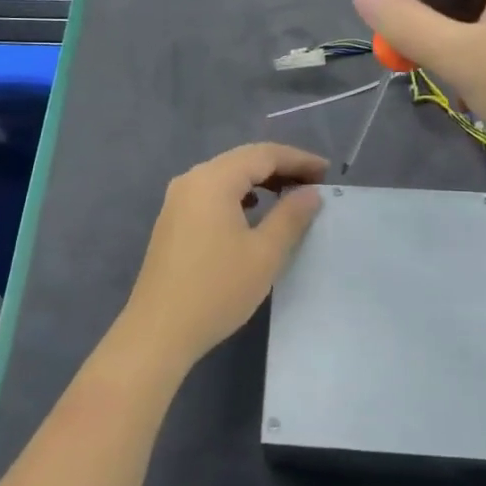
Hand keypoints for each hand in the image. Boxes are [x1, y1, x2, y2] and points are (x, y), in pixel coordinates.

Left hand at [114, 143, 326, 375]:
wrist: (159, 331)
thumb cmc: (217, 289)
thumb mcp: (264, 254)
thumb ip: (291, 216)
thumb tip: (310, 193)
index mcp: (213, 180)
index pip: (263, 154)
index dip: (298, 159)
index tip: (326, 172)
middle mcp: (191, 180)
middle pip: (242, 160)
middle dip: (280, 167)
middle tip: (314, 183)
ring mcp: (177, 200)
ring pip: (226, 176)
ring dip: (259, 181)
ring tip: (289, 196)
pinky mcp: (172, 220)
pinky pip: (212, 193)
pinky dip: (238, 195)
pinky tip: (252, 211)